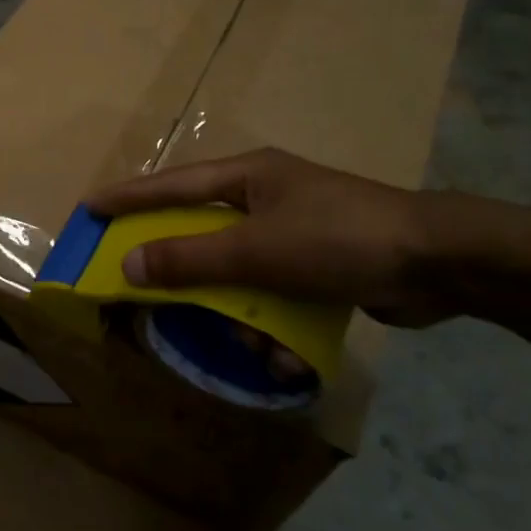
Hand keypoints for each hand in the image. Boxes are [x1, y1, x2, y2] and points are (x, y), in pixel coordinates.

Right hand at [84, 149, 455, 327]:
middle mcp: (264, 199)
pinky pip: (271, 293)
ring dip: (239, 312)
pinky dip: (272, 322)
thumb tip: (129, 265)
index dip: (128, 198)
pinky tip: (285, 352)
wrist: (441, 263)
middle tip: (152, 296)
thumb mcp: (256, 250)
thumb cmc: (338, 240)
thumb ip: (190, 258)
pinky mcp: (316, 265)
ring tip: (253, 341)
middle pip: (202, 235)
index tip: (89, 209)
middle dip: (188, 274)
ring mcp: (292, 232)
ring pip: (237, 274)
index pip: (171, 186)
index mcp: (247, 178)